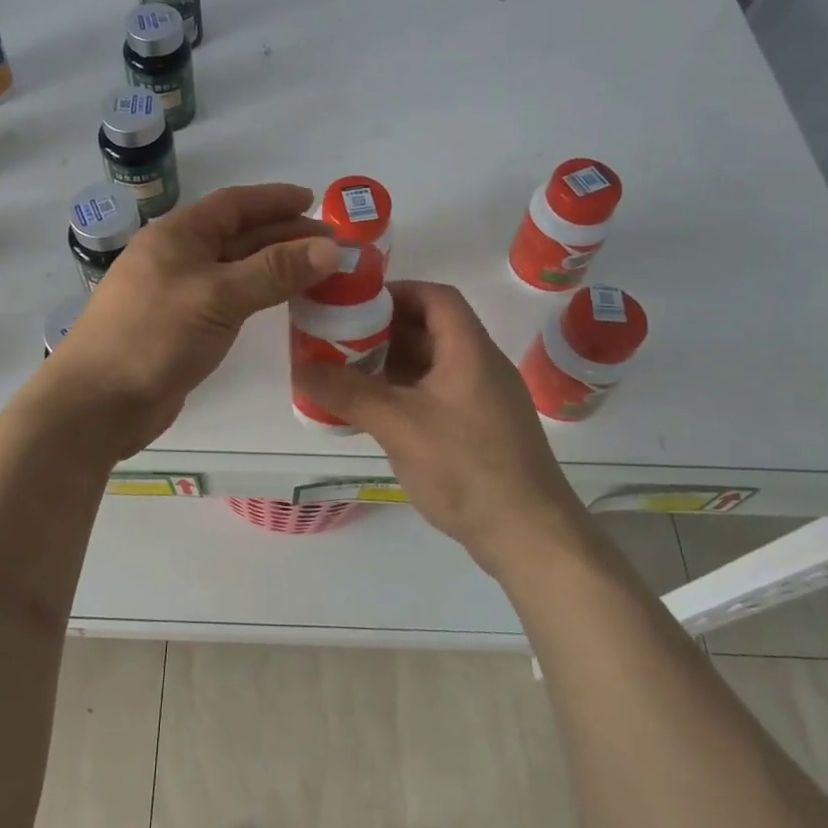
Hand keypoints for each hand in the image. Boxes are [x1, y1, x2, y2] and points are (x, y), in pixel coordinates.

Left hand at [43, 184, 339, 458]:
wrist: (97, 403)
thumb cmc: (154, 336)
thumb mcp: (218, 296)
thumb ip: (274, 271)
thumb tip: (331, 248)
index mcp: (177, 235)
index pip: (234, 204)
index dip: (274, 200)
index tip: (314, 202)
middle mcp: (177, 257)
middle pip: (238, 236)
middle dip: (283, 235)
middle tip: (331, 245)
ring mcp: (177, 294)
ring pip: (235, 270)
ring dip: (274, 267)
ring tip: (317, 272)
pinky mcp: (181, 328)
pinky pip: (229, 301)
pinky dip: (257, 296)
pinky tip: (281, 304)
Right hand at [294, 281, 590, 571]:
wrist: (529, 536)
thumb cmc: (467, 467)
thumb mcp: (399, 425)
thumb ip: (348, 393)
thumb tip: (299, 368)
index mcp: (470, 350)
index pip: (436, 297)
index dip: (397, 291)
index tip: (355, 303)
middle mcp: (480, 366)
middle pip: (431, 329)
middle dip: (384, 329)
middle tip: (340, 338)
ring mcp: (483, 400)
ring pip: (433, 365)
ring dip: (392, 363)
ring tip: (347, 371)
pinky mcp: (480, 429)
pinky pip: (437, 394)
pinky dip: (405, 392)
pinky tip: (375, 411)